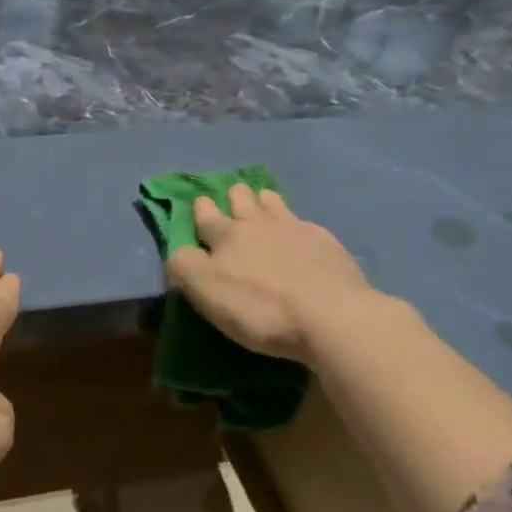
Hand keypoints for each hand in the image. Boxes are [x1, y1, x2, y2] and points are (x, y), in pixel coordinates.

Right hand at [164, 184, 372, 361]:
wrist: (331, 316)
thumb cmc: (260, 308)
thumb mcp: (205, 292)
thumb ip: (184, 266)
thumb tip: (179, 250)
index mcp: (226, 235)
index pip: (205, 213)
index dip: (200, 207)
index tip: (200, 204)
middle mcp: (258, 222)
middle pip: (241, 197)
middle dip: (234, 196)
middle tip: (233, 201)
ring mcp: (296, 228)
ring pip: (273, 202)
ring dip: (264, 200)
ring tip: (263, 204)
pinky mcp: (326, 242)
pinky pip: (305, 223)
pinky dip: (297, 225)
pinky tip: (301, 235)